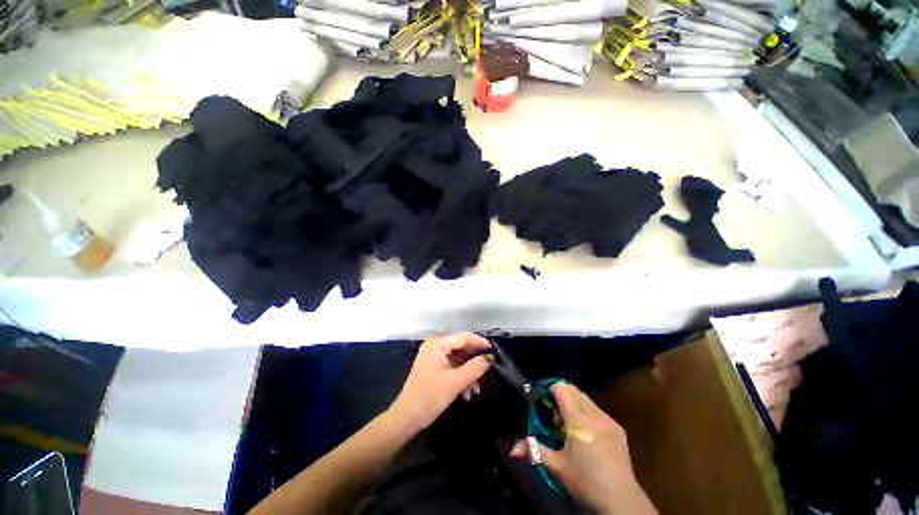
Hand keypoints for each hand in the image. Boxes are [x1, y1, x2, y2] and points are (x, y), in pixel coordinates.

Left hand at [389, 332, 491, 432]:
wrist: (406, 418)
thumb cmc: (430, 397)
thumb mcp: (456, 382)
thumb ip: (475, 367)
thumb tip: (490, 358)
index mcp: (437, 343)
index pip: (464, 337)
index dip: (480, 343)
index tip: (494, 352)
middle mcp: (435, 345)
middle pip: (461, 347)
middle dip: (474, 361)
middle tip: (488, 371)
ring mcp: (433, 356)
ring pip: (458, 358)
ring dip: (468, 372)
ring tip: (477, 389)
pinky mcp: (433, 366)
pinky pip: (451, 366)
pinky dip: (460, 376)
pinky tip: (467, 392)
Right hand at [511, 383, 656, 514]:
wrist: (620, 500)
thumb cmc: (585, 481)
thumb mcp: (556, 466)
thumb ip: (534, 451)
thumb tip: (513, 450)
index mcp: (578, 419)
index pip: (561, 389)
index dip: (549, 390)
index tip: (542, 401)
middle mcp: (594, 414)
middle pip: (573, 390)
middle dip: (560, 394)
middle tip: (552, 411)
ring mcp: (608, 420)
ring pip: (586, 399)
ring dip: (573, 402)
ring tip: (567, 422)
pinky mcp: (618, 428)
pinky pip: (597, 410)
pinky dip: (586, 412)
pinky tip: (585, 432)